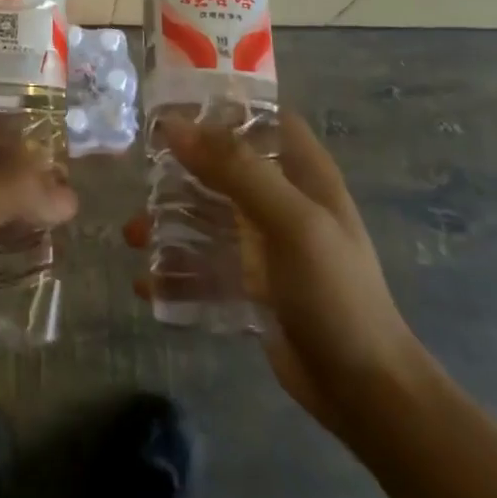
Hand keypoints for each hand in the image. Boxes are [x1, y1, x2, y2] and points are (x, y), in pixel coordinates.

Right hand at [125, 112, 426, 437]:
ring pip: (207, 214)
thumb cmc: (335, 293)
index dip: (220, 105)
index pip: (261, 116)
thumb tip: (173, 125)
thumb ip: (235, 169)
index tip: (170, 103)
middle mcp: (281, 199)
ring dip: (169, 221)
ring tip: (132, 235)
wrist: (365, 394)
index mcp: (302, 172)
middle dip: (179, 167)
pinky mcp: (250, 284)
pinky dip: (175, 269)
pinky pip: (204, 264)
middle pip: (223, 164)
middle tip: (137, 170)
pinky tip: (146, 282)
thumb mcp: (291, 222)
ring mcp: (265, 243)